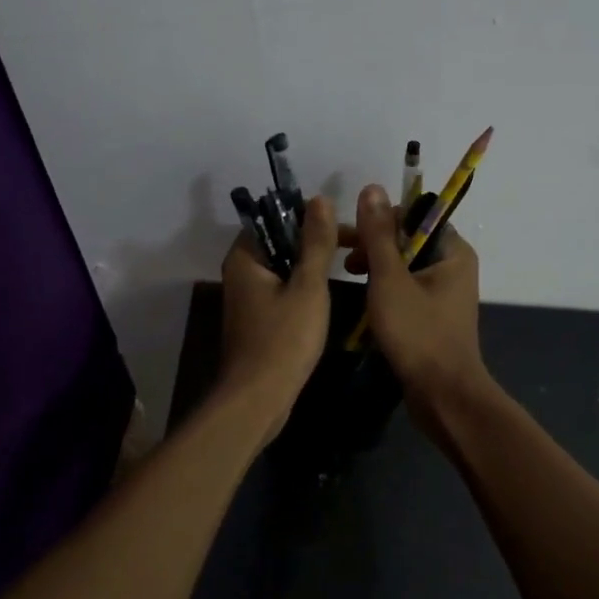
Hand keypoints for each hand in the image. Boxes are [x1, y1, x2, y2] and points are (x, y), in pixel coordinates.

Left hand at [217, 195, 338, 434]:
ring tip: (352, 264)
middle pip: (281, 242)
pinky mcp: (258, 319)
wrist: (258, 400)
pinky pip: (284, 289)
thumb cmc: (283, 340)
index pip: (276, 218)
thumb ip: (316, 243)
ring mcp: (248, 297)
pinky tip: (331, 293)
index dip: (311, 217)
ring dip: (314, 264)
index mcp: (246, 257)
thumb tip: (320, 198)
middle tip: (356, 246)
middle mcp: (241, 272)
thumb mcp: (308, 286)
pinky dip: (305, 286)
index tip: (345, 226)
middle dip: (317, 241)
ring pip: (285, 267)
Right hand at [342, 185, 487, 411]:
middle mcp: (453, 266)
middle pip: (409, 240)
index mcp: (452, 251)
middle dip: (374, 244)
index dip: (381, 220)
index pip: (415, 216)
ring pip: (405, 266)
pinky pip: (407, 289)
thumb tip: (371, 188)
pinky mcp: (434, 316)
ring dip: (376, 266)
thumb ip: (379, 235)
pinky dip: (385, 288)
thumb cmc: (418, 333)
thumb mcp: (389, 279)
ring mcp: (445, 293)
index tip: (350, 235)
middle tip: (341, 257)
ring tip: (347, 275)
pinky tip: (363, 299)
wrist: (443, 396)